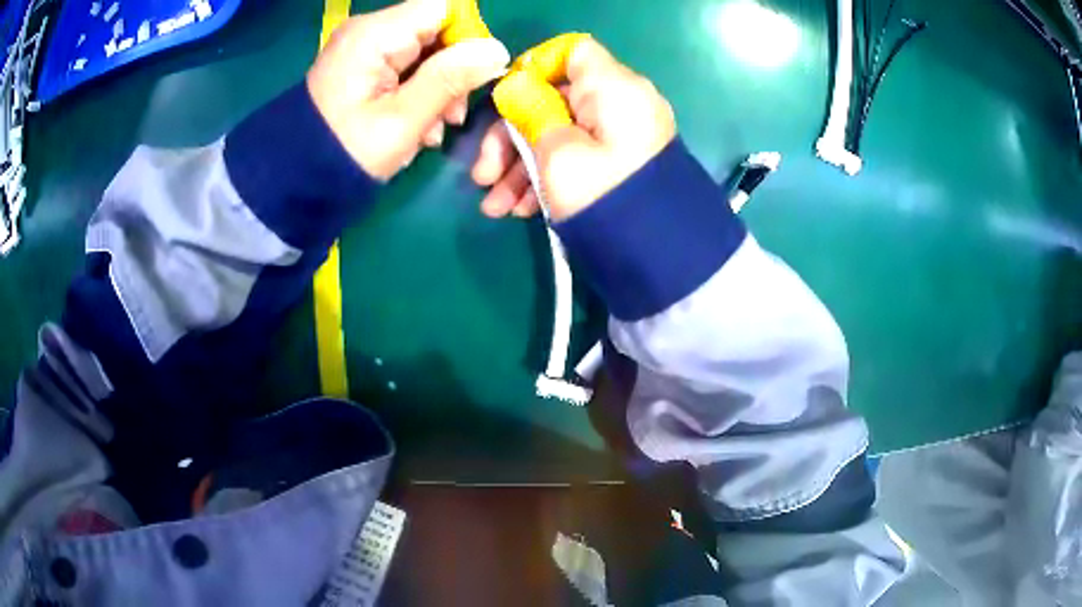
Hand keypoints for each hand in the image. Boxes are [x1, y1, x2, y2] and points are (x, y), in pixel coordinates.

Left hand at [307, 0, 509, 179]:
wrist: (293, 179)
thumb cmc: (345, 153)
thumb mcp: (402, 120)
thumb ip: (449, 79)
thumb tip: (497, 50)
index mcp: (375, 34)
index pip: (444, 7)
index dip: (468, 35)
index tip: (473, 75)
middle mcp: (369, 30)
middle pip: (436, 28)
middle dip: (454, 69)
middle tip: (453, 116)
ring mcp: (364, 48)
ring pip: (424, 50)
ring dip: (439, 86)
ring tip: (434, 129)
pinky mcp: (362, 66)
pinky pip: (405, 66)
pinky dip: (418, 92)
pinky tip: (418, 125)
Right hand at [472, 39, 675, 220]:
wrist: (663, 258)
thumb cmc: (604, 195)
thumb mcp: (557, 153)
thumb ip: (529, 114)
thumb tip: (513, 89)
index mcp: (613, 87)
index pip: (572, 52)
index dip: (534, 68)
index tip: (505, 101)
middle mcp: (622, 104)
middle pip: (556, 101)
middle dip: (511, 138)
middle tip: (482, 177)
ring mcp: (624, 137)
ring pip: (562, 135)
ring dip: (522, 167)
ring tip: (496, 208)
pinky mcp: (622, 166)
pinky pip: (579, 158)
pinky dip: (549, 178)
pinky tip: (520, 210)